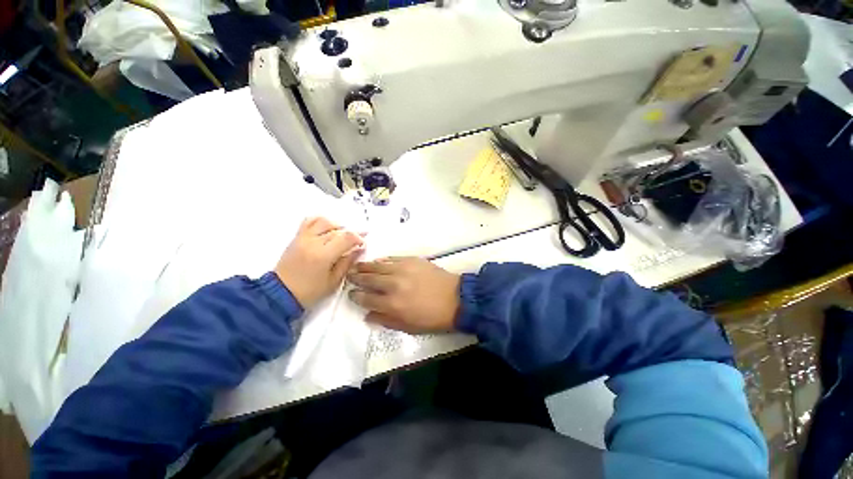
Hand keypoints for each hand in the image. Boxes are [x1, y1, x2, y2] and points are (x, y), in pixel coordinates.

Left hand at [275, 217, 363, 308]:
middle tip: (357, 241)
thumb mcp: (333, 281)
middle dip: (351, 234)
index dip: (358, 238)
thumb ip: (347, 263)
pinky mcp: (296, 238)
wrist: (280, 293)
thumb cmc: (309, 291)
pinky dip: (321, 222)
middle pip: (338, 230)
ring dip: (337, 226)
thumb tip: (359, 250)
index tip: (362, 244)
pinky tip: (327, 228)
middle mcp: (313, 242)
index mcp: (323, 255)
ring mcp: (303, 238)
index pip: (347, 237)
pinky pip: (309, 221)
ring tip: (342, 234)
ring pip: (324, 222)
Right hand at [348, 257, 460, 333]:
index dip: (356, 296)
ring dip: (365, 266)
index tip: (351, 293)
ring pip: (378, 266)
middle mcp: (393, 284)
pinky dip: (382, 260)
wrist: (455, 298)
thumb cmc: (432, 317)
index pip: (366, 298)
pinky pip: (392, 258)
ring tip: (356, 265)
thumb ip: (385, 320)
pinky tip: (377, 261)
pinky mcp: (412, 260)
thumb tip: (367, 315)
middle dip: (356, 277)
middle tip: (349, 275)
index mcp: (391, 304)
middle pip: (368, 279)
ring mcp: (402, 269)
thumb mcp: (408, 327)